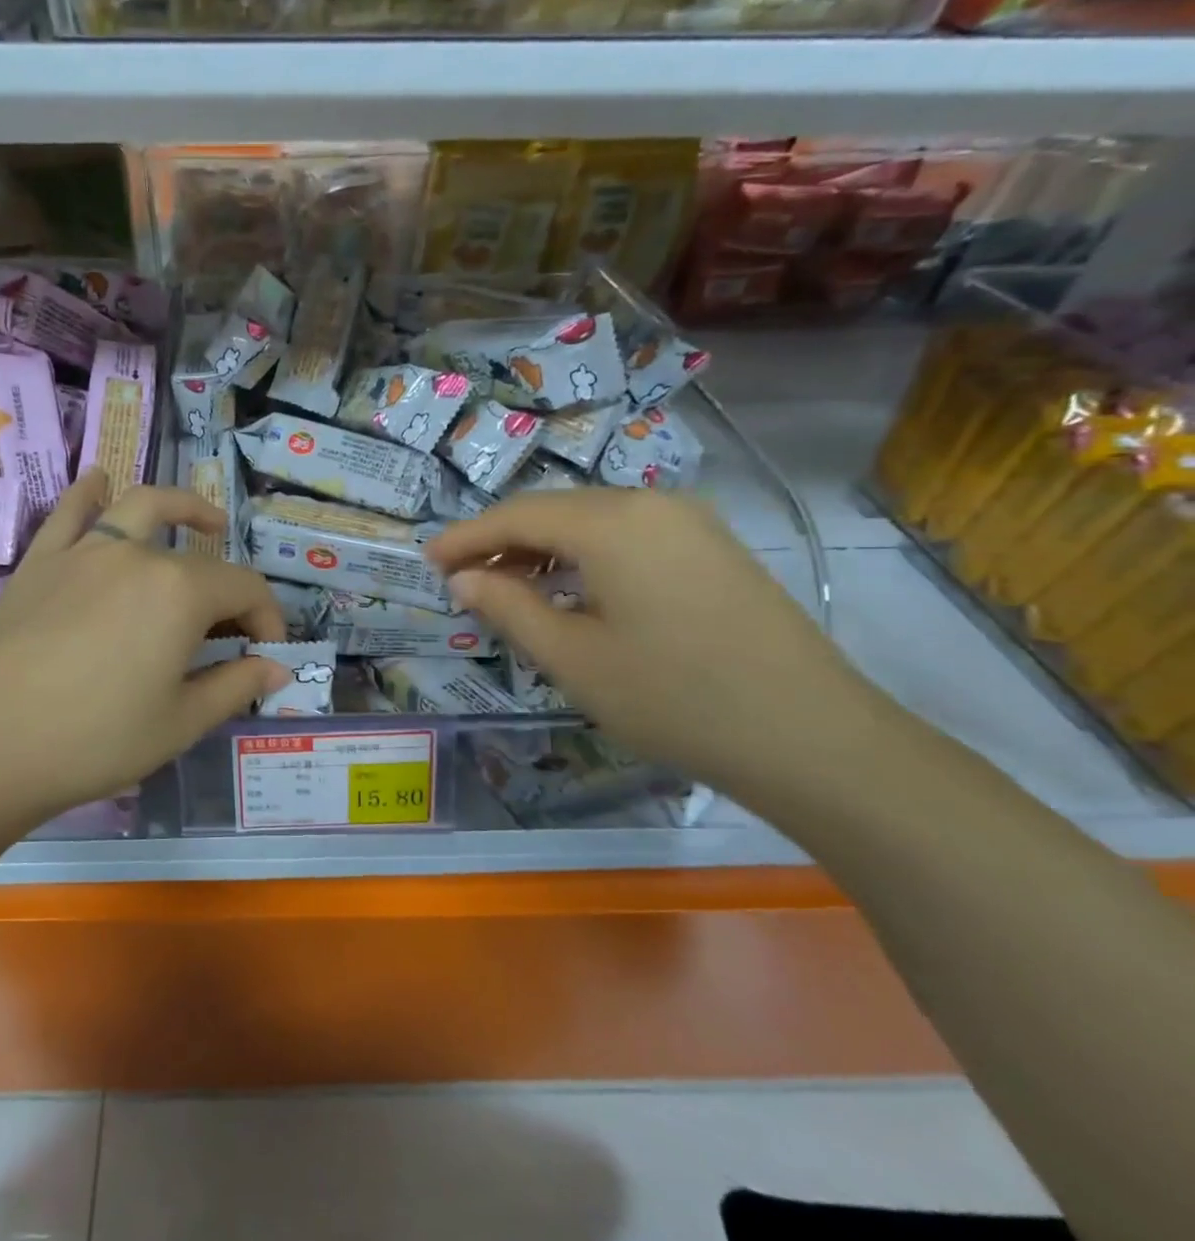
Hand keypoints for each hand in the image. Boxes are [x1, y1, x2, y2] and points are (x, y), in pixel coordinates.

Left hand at [0, 470, 288, 840]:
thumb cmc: (94, 740)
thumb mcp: (179, 723)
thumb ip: (235, 686)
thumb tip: (277, 669)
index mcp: (180, 592)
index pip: (245, 589)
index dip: (268, 619)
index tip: (268, 655)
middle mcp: (136, 556)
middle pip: (199, 559)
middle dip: (229, 592)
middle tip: (232, 629)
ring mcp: (83, 553)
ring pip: (140, 507)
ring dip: (180, 507)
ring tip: (202, 521)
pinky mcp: (40, 563)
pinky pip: (70, 514)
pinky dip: (90, 493)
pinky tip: (99, 482)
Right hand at [427, 490, 888, 801]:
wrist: (812, 737)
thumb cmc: (674, 697)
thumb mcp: (572, 658)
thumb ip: (508, 607)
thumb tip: (463, 578)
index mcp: (612, 521)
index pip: (516, 516)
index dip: (466, 538)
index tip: (427, 561)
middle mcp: (650, 503)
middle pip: (554, 510)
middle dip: (501, 541)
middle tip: (460, 577)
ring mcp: (689, 522)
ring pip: (591, 521)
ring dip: (542, 548)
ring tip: (505, 587)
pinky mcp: (712, 548)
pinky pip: (628, 536)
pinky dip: (584, 556)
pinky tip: (569, 589)